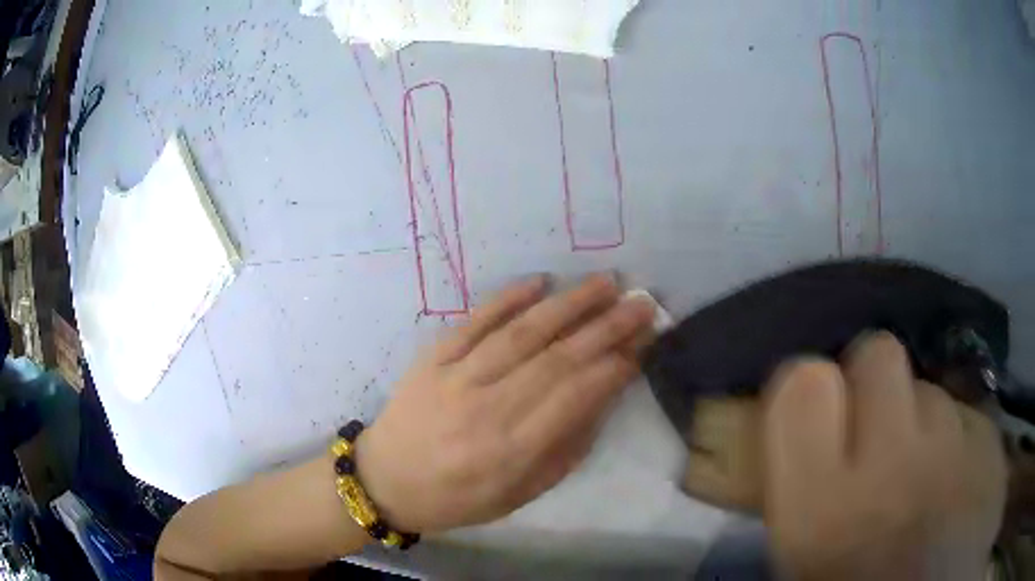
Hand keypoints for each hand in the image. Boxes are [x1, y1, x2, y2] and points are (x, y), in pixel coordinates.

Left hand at [355, 274, 655, 531]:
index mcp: (512, 451)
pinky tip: (539, 281)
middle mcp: (488, 409)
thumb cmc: (458, 498)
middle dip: (606, 327)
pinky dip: (508, 299)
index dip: (615, 367)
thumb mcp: (520, 493)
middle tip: (641, 304)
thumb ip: (565, 449)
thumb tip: (601, 398)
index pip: (576, 397)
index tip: (644, 344)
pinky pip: (474, 322)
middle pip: (557, 359)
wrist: (385, 480)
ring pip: (522, 333)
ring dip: (568, 305)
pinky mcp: (432, 358)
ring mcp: (456, 378)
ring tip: (605, 284)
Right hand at [763, 332, 1007, 580]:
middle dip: (869, 380)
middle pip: (877, 355)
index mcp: (824, 510)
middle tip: (868, 423)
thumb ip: (795, 497)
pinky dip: (951, 435)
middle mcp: (894, 466)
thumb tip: (787, 452)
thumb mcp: (803, 562)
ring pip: (927, 388)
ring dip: (916, 416)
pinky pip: (963, 413)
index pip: (802, 389)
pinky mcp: (991, 446)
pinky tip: (948, 477)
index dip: (804, 390)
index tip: (810, 411)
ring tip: (915, 467)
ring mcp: (955, 449)